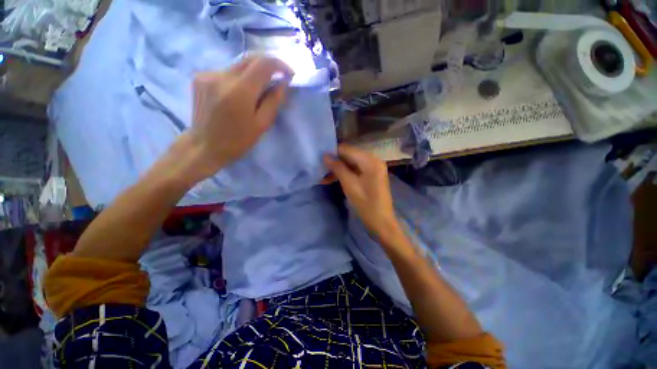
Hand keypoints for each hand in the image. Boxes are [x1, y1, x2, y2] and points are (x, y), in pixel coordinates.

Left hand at [183, 56, 293, 181]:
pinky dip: (239, 77)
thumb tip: (282, 83)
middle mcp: (222, 76)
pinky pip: (226, 71)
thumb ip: (273, 101)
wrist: (204, 146)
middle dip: (268, 65)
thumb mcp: (262, 125)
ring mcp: (207, 74)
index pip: (263, 64)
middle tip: (278, 77)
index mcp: (239, 91)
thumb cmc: (238, 140)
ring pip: (238, 64)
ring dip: (253, 72)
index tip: (289, 73)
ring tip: (259, 89)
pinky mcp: (200, 77)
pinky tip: (239, 92)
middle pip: (250, 58)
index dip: (280, 65)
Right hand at [324, 144, 402, 242]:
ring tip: (323, 176)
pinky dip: (345, 174)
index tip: (319, 158)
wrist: (381, 222)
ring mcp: (373, 168)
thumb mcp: (350, 185)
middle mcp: (373, 160)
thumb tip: (325, 156)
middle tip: (320, 168)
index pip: (348, 149)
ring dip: (338, 169)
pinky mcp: (371, 175)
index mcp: (370, 160)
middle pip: (349, 155)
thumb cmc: (366, 204)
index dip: (333, 152)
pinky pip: (355, 170)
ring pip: (351, 163)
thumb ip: (338, 168)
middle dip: (335, 161)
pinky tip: (332, 179)